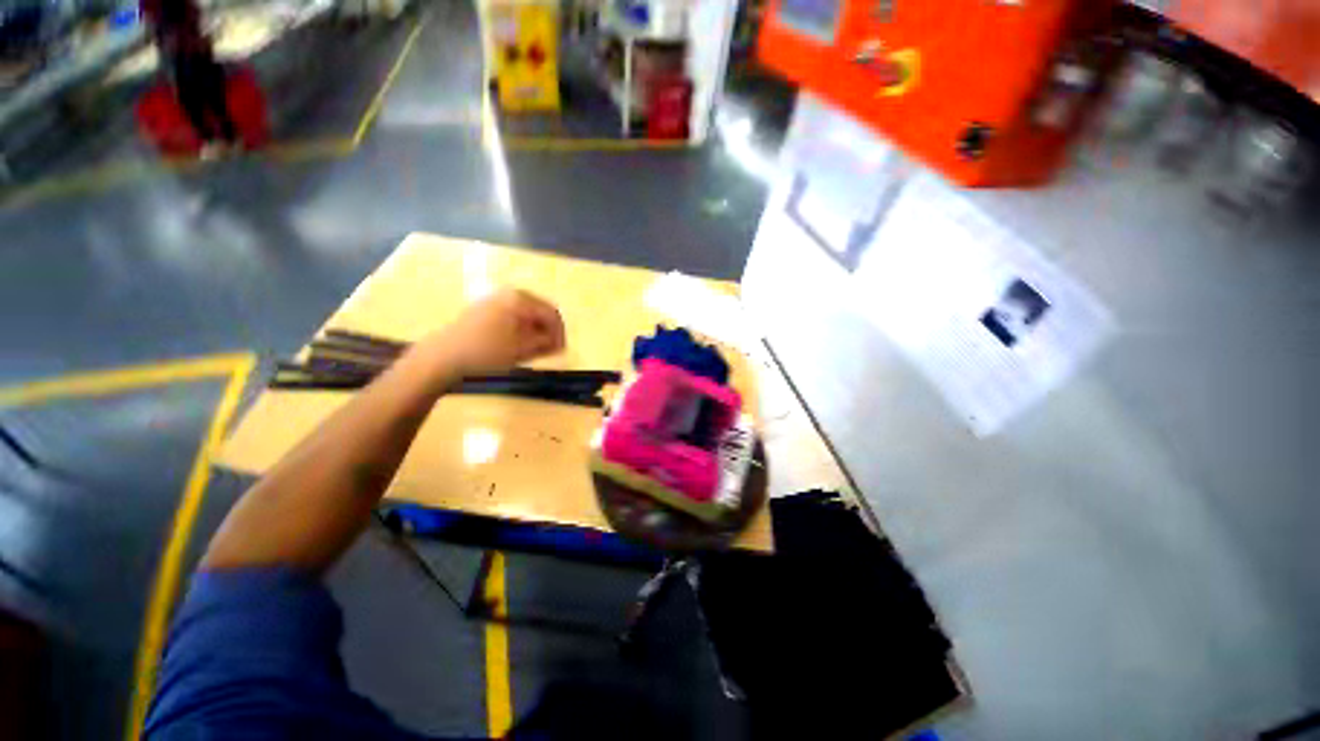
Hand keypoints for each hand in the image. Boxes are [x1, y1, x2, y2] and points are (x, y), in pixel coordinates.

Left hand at [420, 288, 565, 378]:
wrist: (443, 355)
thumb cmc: (487, 351)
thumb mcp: (522, 349)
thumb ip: (545, 343)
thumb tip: (559, 342)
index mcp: (521, 299)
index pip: (552, 313)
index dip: (560, 332)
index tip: (562, 350)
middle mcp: (509, 293)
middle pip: (539, 311)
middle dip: (548, 331)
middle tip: (551, 350)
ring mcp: (494, 300)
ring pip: (525, 314)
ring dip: (535, 331)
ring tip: (535, 350)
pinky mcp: (484, 309)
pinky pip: (511, 316)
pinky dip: (520, 329)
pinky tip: (517, 344)